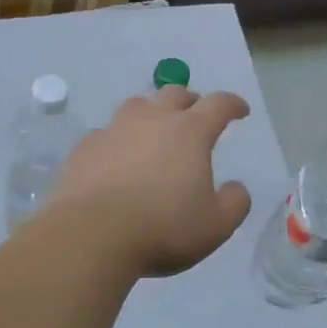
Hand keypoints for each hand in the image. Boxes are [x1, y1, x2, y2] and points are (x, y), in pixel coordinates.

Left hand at [49, 87, 252, 276]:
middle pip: (175, 94)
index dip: (232, 104)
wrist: (93, 233)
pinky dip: (119, 140)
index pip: (218, 104)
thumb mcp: (215, 225)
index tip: (240, 111)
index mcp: (190, 132)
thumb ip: (234, 203)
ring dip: (152, 113)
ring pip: (137, 106)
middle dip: (191, 101)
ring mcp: (114, 130)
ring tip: (155, 130)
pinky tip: (117, 159)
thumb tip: (236, 188)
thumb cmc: (163, 227)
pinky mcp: (85, 147)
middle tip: (196, 115)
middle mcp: (152, 120)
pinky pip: (107, 133)